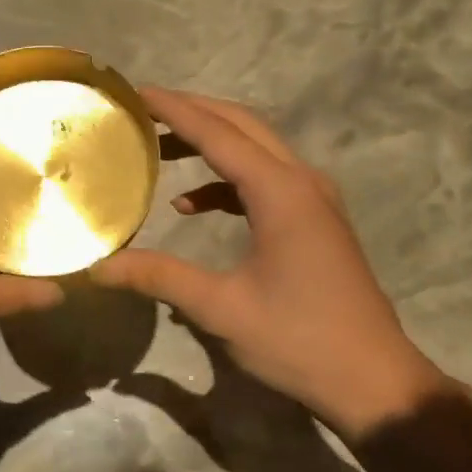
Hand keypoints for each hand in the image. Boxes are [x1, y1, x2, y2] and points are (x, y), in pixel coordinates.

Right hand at [91, 87, 452, 439]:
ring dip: (212, 143)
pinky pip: (267, 181)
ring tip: (161, 148)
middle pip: (244, 127)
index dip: (175, 110)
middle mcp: (302, 182)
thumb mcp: (222, 309)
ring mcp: (316, 201)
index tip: (135, 91)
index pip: (219, 134)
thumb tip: (99, 268)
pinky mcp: (317, 222)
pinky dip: (228, 182)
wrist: (373, 380)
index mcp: (281, 192)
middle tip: (143, 109)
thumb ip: (160, 277)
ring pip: (258, 150)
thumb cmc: (298, 340)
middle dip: (193, 112)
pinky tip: (193, 206)